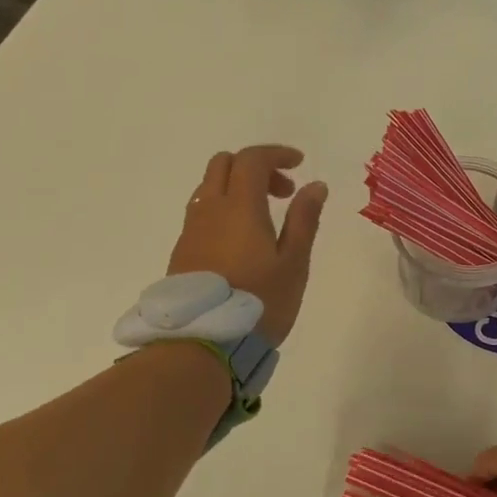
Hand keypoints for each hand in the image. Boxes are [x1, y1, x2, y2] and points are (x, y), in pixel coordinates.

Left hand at [167, 145, 327, 345]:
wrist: (203, 343)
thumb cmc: (259, 302)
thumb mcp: (294, 262)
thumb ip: (304, 219)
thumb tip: (315, 185)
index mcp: (240, 207)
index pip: (252, 160)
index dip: (277, 154)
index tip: (299, 165)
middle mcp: (210, 210)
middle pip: (224, 165)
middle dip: (256, 167)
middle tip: (283, 192)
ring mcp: (191, 230)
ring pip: (209, 187)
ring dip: (237, 187)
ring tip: (265, 218)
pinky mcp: (182, 251)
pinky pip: (202, 212)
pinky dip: (224, 209)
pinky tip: (241, 239)